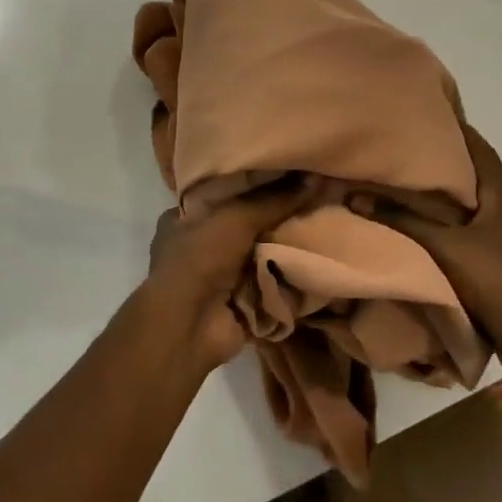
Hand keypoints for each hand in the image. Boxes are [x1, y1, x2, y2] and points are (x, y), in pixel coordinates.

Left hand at [136, 178, 310, 369]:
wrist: (189, 326)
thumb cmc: (200, 259)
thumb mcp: (236, 218)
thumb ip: (275, 199)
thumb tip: (315, 178)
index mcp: (181, 219)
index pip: (219, 193)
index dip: (250, 184)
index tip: (283, 175)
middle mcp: (196, 246)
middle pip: (243, 224)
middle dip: (273, 218)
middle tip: (310, 201)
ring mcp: (215, 277)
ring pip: (258, 254)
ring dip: (283, 248)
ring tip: (320, 226)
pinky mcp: (236, 301)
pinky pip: (267, 282)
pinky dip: (286, 276)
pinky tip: (315, 259)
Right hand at [370, 124, 501, 351]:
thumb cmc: (494, 279)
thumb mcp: (444, 248)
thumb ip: (404, 221)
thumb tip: (358, 197)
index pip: (483, 152)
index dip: (463, 133)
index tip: (441, 117)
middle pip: (488, 180)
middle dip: (461, 167)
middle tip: (429, 156)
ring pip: (493, 210)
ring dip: (469, 201)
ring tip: (439, 196)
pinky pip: (496, 235)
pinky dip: (476, 228)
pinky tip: (460, 238)